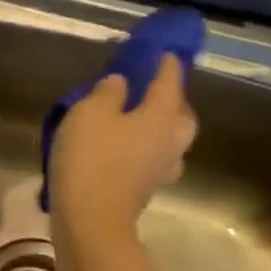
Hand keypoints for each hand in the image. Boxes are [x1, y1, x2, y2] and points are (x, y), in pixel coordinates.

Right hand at [47, 55, 195, 245]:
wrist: (91, 219)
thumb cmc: (92, 157)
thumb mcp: (89, 113)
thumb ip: (107, 92)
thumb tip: (121, 84)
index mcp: (161, 116)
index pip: (170, 82)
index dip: (166, 65)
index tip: (165, 52)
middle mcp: (171, 140)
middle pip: (181, 114)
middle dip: (172, 99)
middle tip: (153, 88)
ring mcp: (161, 168)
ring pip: (171, 139)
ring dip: (161, 125)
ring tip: (138, 117)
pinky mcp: (146, 188)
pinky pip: (153, 157)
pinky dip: (145, 146)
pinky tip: (126, 145)